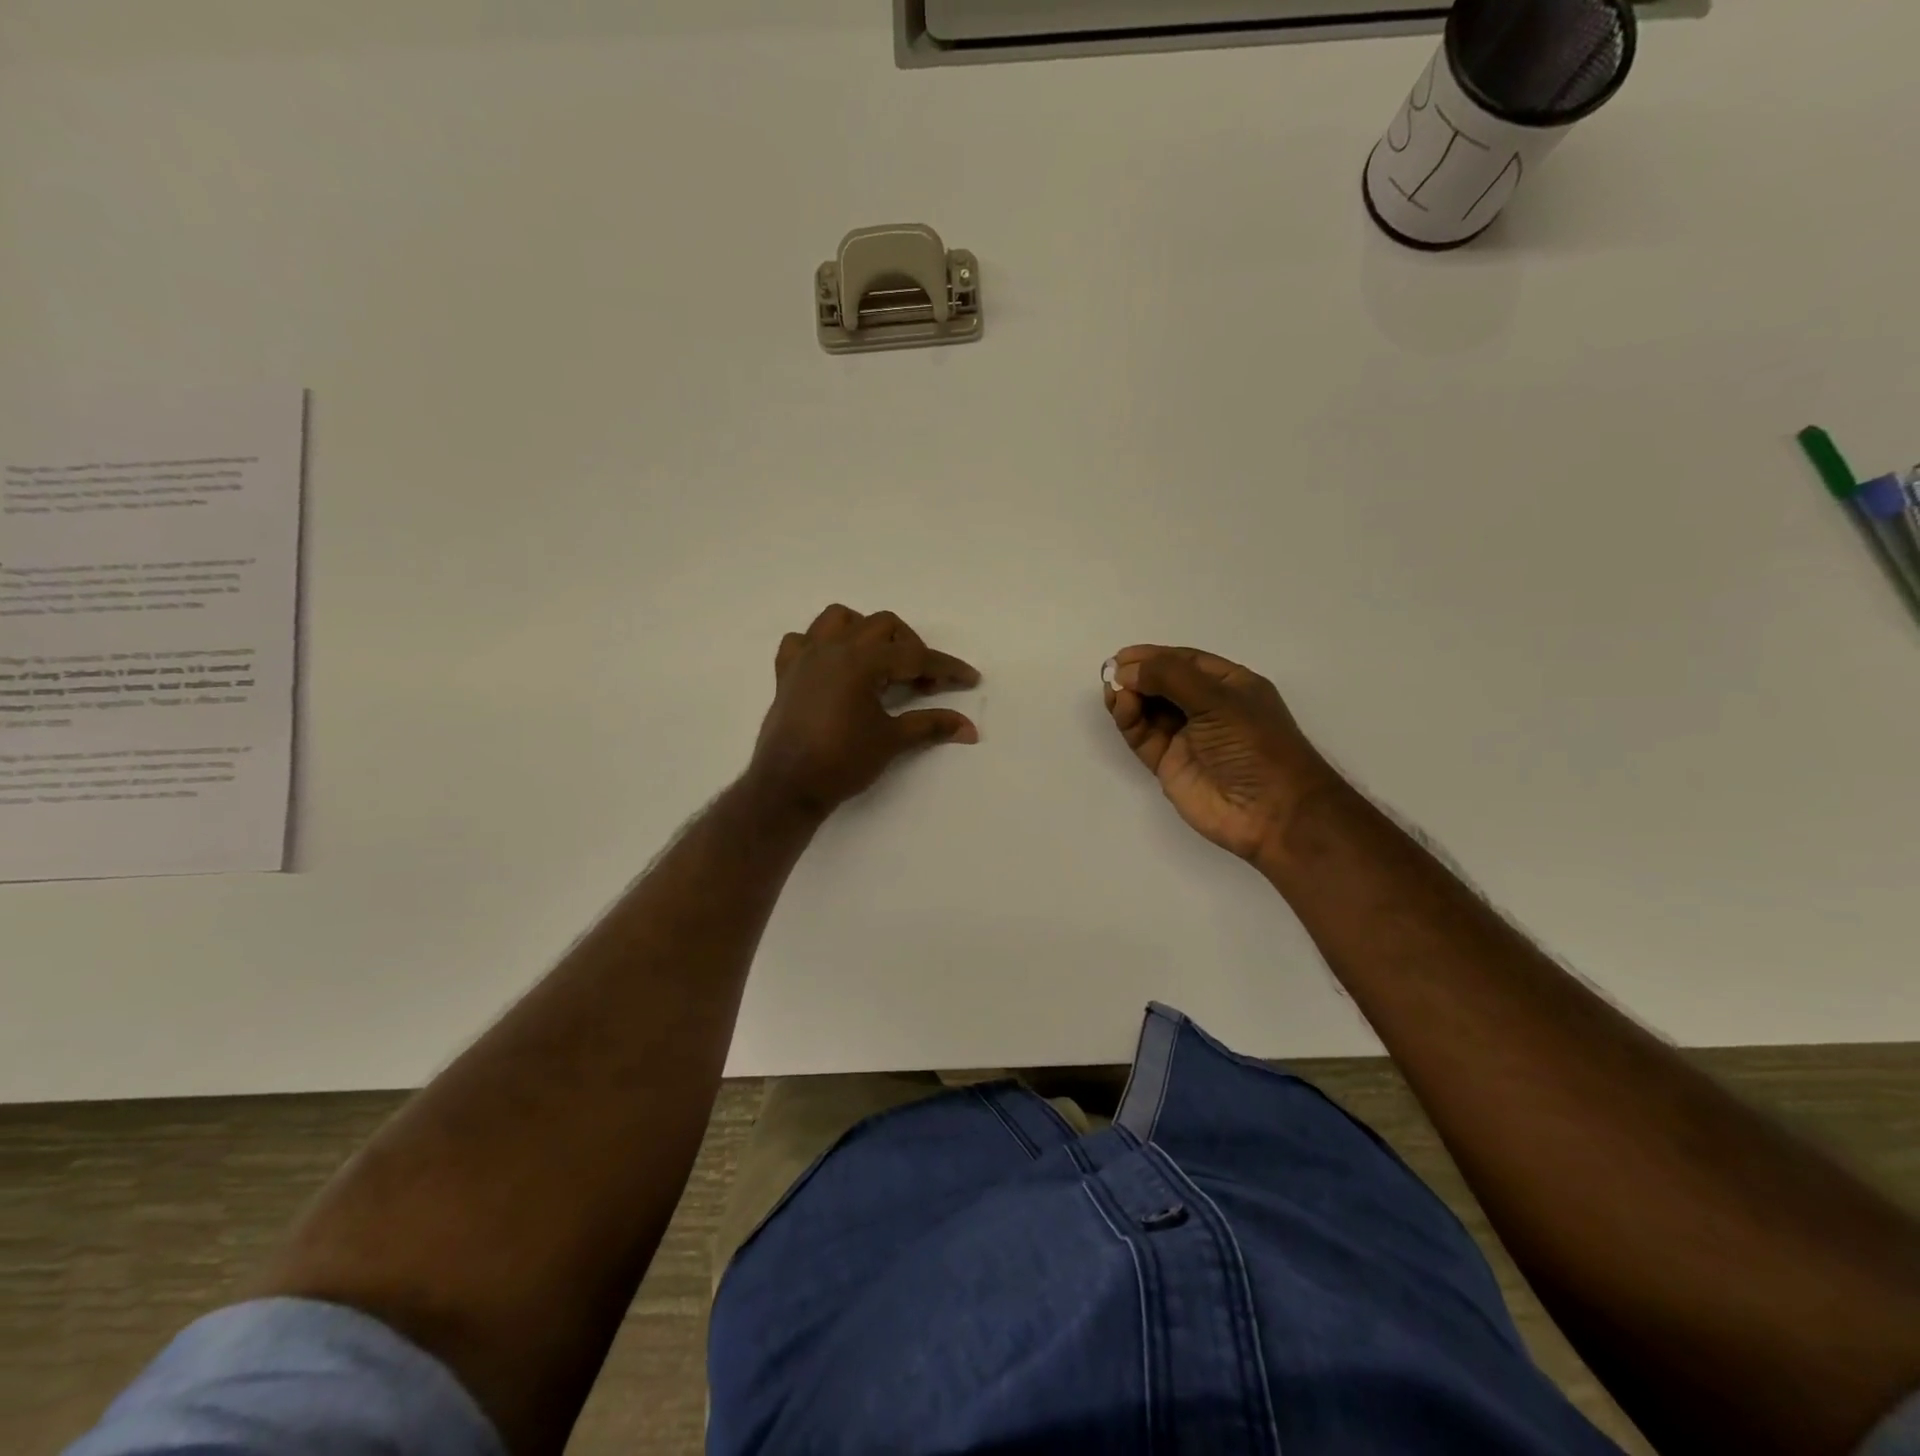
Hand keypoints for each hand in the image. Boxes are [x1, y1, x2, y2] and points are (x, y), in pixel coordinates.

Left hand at [748, 604, 979, 817]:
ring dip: (866, 632)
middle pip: (883, 625)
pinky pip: (802, 640)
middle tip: (925, 682)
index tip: (970, 679)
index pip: (914, 656)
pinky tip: (835, 667)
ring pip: (839, 619)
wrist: (788, 786)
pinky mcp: (786, 673)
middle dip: (911, 647)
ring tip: (880, 663)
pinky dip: (821, 645)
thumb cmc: (843, 762)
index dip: (946, 667)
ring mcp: (805, 657)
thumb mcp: (892, 741)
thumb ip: (931, 725)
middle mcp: (832, 648)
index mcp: (861, 661)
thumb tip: (970, 728)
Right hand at [1104, 645, 1332, 863]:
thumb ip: (1170, 678)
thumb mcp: (1218, 700)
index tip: (1122, 656)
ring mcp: (1186, 737)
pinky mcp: (1168, 764)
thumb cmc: (1254, 745)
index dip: (1154, 656)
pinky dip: (1129, 721)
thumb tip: (1126, 669)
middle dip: (1137, 676)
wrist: (1270, 812)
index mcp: (1229, 686)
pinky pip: (1142, 736)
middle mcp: (1206, 708)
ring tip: (1114, 692)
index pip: (1185, 662)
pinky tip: (1122, 708)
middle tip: (1111, 674)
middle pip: (1162, 684)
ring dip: (1129, 697)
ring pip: (1148, 710)